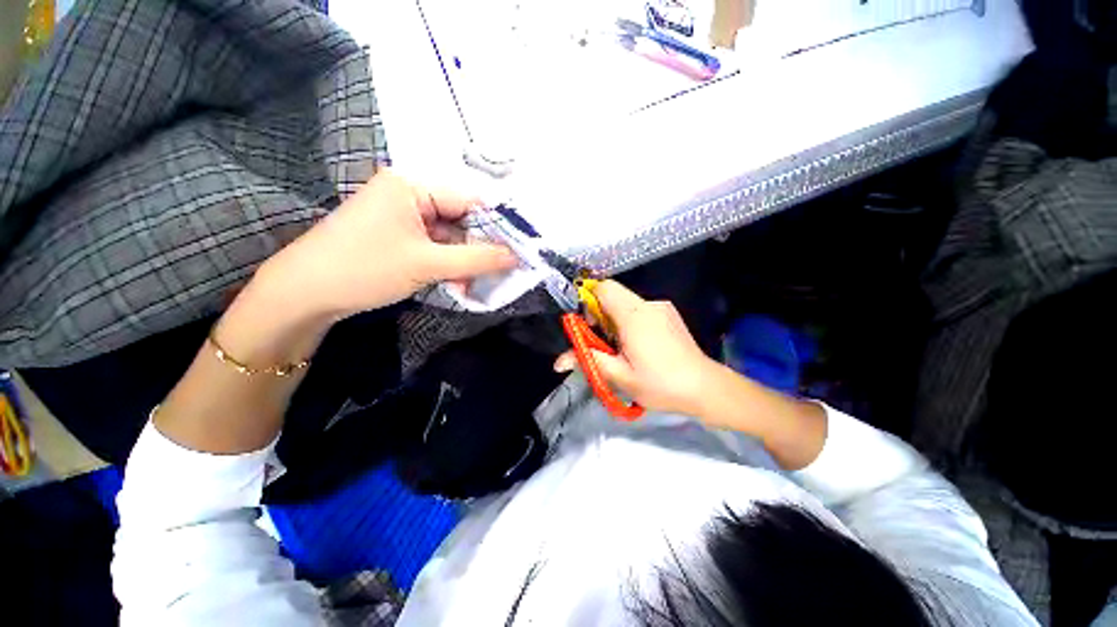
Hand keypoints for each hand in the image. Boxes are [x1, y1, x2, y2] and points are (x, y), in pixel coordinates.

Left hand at [260, 169, 516, 320]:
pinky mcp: (399, 235)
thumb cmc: (365, 269)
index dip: (498, 225)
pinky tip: (458, 282)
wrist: (304, 295)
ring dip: (465, 260)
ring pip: (450, 236)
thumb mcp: (428, 264)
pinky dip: (449, 263)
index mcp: (413, 185)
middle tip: (501, 272)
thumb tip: (517, 256)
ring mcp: (403, 215)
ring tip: (477, 284)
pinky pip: (435, 245)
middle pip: (461, 218)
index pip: (470, 200)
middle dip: (480, 247)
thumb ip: (477, 258)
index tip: (519, 250)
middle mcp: (409, 194)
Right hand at [554, 280, 719, 417]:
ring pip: (626, 304)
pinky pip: (640, 310)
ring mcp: (662, 308)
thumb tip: (559, 361)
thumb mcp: (619, 376)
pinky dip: (631, 323)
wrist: (705, 388)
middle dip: (600, 316)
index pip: (603, 288)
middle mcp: (648, 304)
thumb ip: (588, 361)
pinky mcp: (670, 315)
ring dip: (615, 322)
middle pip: (614, 296)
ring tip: (623, 350)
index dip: (588, 301)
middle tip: (603, 344)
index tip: (588, 326)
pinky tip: (640, 347)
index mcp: (634, 315)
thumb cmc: (660, 384)